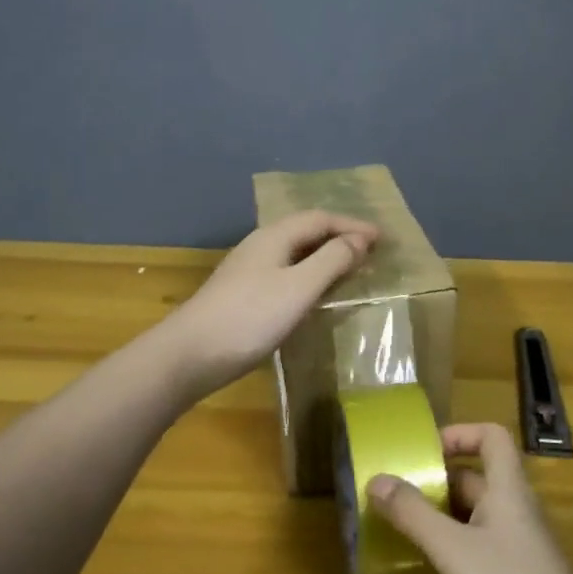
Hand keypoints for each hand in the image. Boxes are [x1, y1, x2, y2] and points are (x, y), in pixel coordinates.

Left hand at [165, 211, 379, 399]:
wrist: (189, 355)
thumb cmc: (250, 318)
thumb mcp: (299, 287)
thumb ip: (332, 261)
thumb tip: (359, 240)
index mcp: (274, 236)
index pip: (321, 218)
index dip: (352, 225)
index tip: (382, 238)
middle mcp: (261, 245)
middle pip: (306, 231)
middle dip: (340, 237)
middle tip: (370, 251)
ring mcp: (248, 270)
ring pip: (295, 252)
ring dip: (325, 256)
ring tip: (350, 270)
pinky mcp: (243, 293)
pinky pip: (286, 272)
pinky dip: (309, 275)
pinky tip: (314, 294)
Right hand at [367, 424, 572, 573]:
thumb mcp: (454, 551)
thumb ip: (414, 514)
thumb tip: (376, 479)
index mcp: (508, 490)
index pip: (491, 437)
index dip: (459, 434)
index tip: (422, 452)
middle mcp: (515, 513)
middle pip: (475, 481)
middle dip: (434, 485)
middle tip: (392, 499)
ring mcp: (518, 553)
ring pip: (472, 523)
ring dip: (438, 526)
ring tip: (398, 538)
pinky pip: (477, 560)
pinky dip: (451, 565)